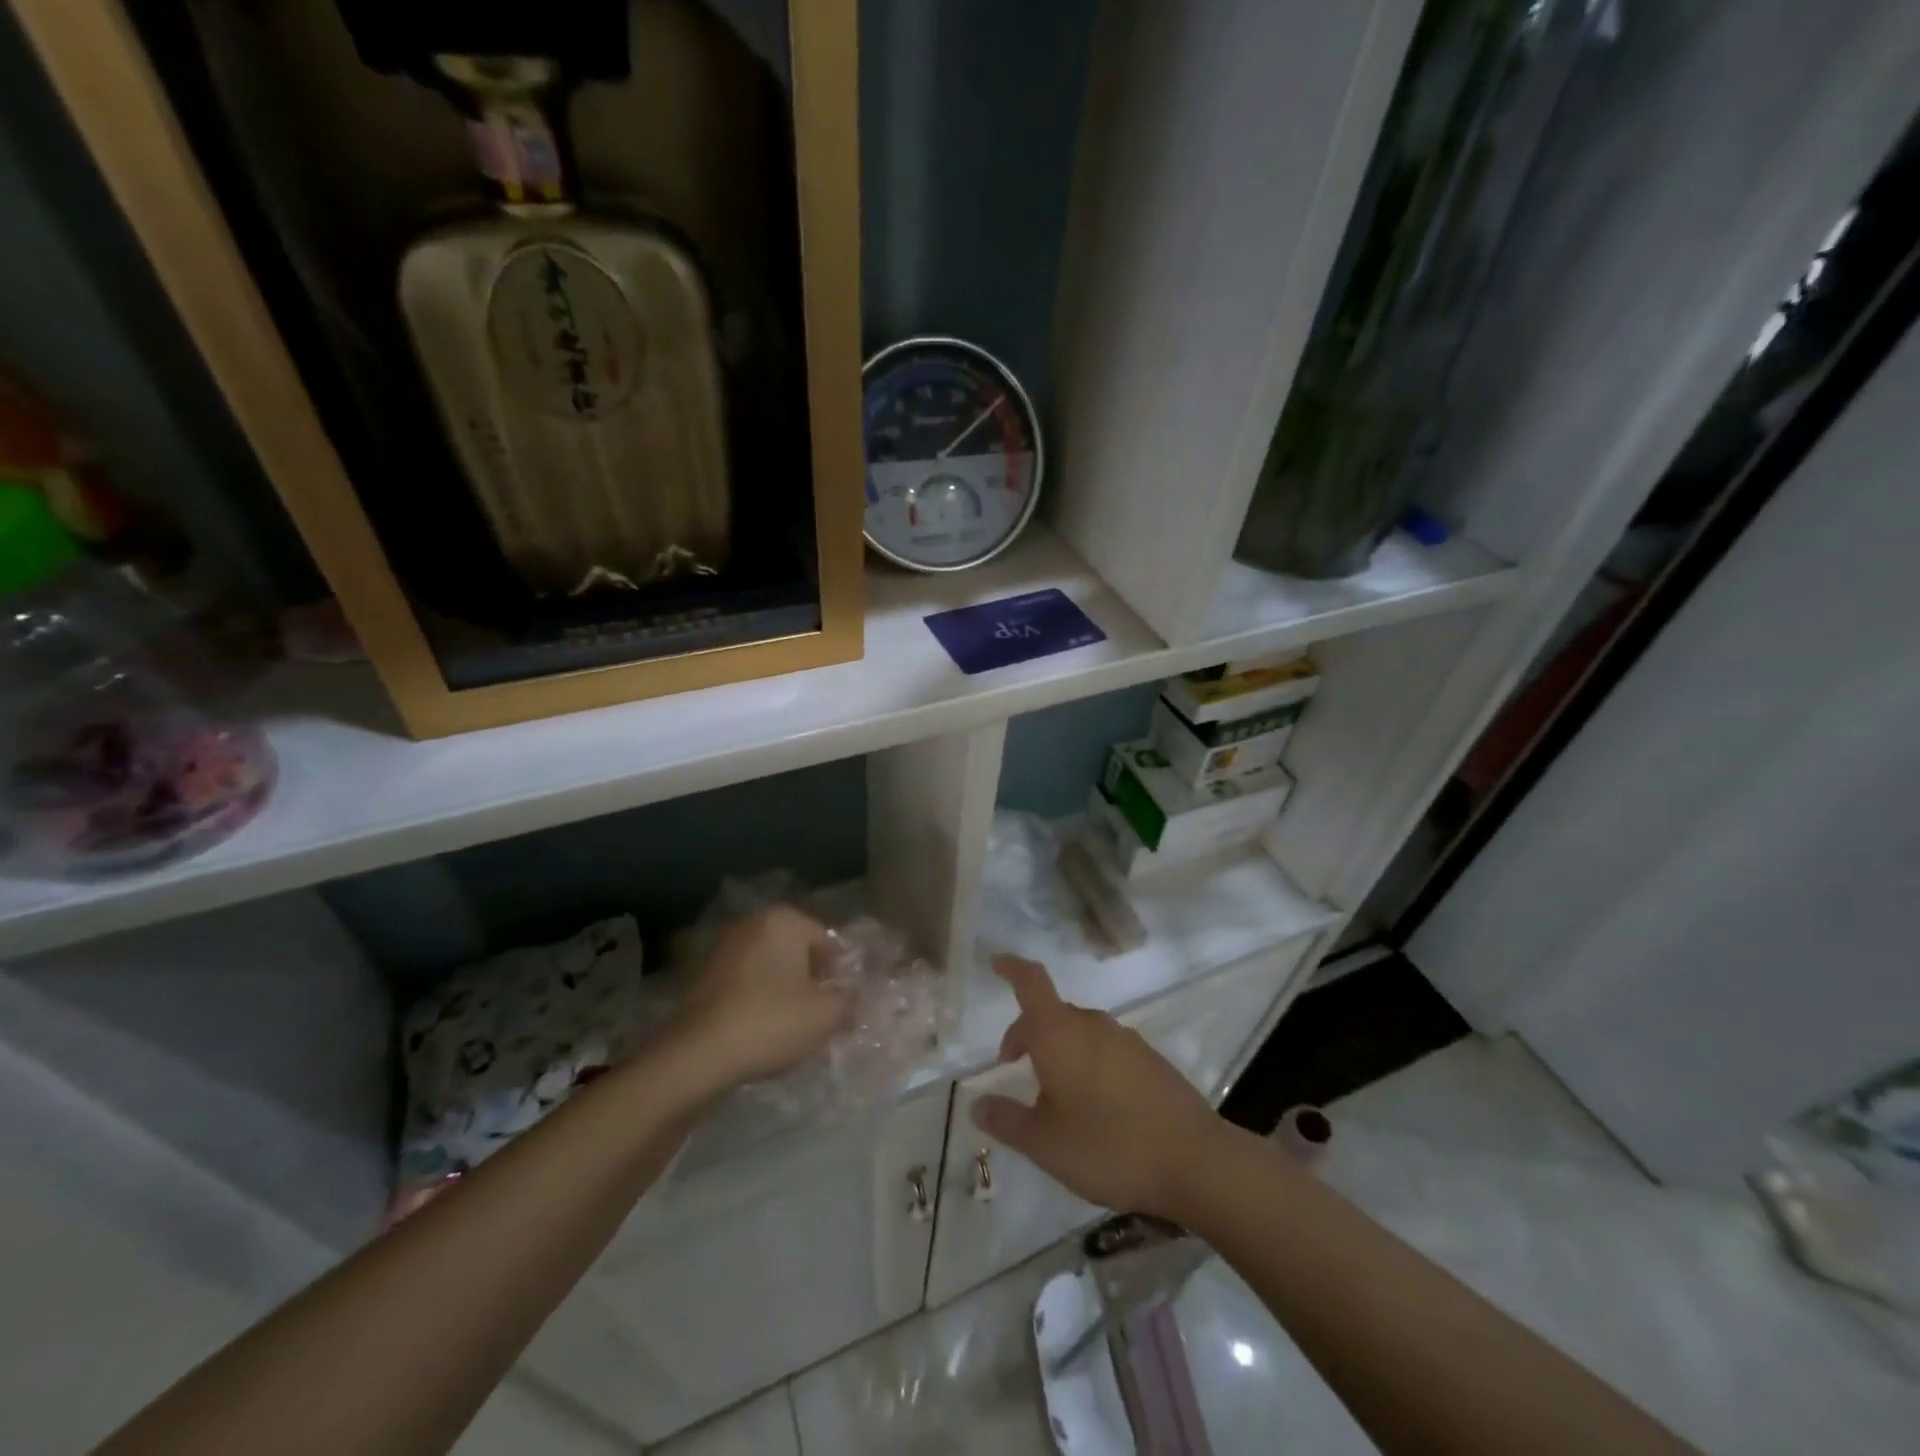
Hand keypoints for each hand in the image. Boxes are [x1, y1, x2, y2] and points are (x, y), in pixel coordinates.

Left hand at [673, 905, 849, 1091]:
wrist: (698, 1056)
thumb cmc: (771, 1022)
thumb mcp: (827, 1014)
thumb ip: (850, 999)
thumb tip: (853, 995)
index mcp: (784, 920)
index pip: (829, 942)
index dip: (841, 974)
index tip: (844, 1005)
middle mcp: (753, 924)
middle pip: (799, 952)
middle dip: (813, 980)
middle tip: (823, 1015)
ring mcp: (726, 949)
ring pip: (772, 969)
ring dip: (787, 992)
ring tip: (795, 1028)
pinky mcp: (706, 977)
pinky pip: (748, 984)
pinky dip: (761, 1001)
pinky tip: (766, 1031)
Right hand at [970, 957, 1227, 1220]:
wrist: (1195, 1161)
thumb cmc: (1108, 1147)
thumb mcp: (1045, 1144)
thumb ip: (1007, 1121)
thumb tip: (978, 1104)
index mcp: (1060, 1033)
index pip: (1031, 982)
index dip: (1012, 968)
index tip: (996, 962)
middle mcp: (1093, 1025)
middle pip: (1052, 1012)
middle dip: (1028, 1031)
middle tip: (1014, 1064)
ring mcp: (1126, 1040)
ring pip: (1080, 1032)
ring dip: (1059, 1050)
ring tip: (1054, 1093)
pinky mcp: (1150, 1060)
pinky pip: (1106, 1049)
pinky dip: (1088, 1062)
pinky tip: (1094, 1105)